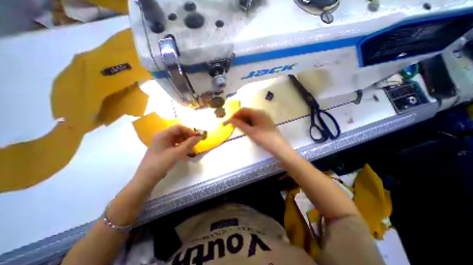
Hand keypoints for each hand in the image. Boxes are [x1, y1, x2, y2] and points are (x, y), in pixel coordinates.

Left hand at [133, 126, 200, 187]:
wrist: (147, 177)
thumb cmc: (161, 163)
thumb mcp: (177, 153)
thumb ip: (189, 144)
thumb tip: (199, 137)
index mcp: (163, 134)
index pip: (179, 127)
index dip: (189, 131)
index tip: (197, 137)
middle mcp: (162, 136)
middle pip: (178, 132)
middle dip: (188, 136)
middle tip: (196, 141)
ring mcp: (163, 142)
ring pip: (177, 138)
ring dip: (186, 141)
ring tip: (192, 146)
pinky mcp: (164, 148)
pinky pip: (175, 143)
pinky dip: (182, 145)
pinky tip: (186, 150)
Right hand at [224, 108, 294, 156]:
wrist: (279, 147)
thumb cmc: (264, 139)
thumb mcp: (251, 132)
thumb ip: (240, 125)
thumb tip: (230, 120)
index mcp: (258, 113)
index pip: (243, 110)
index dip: (234, 115)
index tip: (228, 122)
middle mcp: (261, 113)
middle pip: (246, 113)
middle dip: (238, 118)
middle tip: (232, 127)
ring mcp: (264, 118)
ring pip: (250, 117)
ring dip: (243, 122)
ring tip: (238, 129)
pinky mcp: (265, 124)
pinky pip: (254, 121)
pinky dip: (248, 124)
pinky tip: (246, 130)